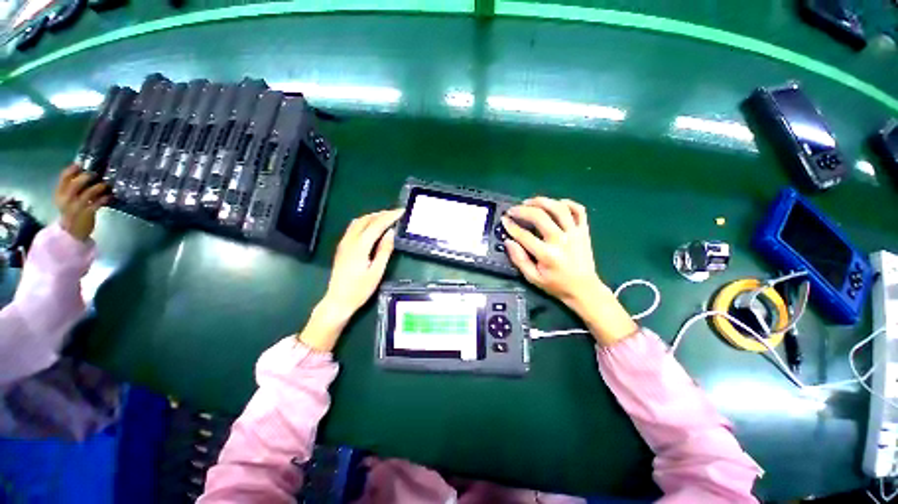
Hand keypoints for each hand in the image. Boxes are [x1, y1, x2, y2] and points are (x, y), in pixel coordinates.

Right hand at [53, 165, 108, 241]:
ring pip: (87, 194)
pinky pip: (96, 204)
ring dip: (97, 187)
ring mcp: (76, 207)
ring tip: (105, 184)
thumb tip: (87, 172)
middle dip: (85, 177)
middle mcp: (66, 199)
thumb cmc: (72, 211)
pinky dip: (104, 199)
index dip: (71, 170)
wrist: (72, 232)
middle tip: (95, 173)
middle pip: (74, 185)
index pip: (63, 178)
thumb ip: (74, 188)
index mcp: (59, 194)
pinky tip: (110, 196)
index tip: (80, 164)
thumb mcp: (68, 198)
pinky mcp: (86, 214)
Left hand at [298, 209, 402, 351]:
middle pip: (366, 219)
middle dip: (382, 214)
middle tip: (396, 214)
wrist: (337, 301)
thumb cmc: (360, 290)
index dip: (390, 216)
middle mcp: (350, 240)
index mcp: (360, 246)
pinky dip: (365, 222)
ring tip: (386, 218)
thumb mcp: (377, 272)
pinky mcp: (342, 247)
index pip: (376, 224)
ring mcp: (344, 243)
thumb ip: (384, 251)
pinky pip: (353, 227)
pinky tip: (372, 227)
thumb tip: (391, 233)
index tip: (402, 212)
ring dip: (373, 216)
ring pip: (358, 221)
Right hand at [502, 197, 601, 305]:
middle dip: (522, 210)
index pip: (524, 235)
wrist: (584, 289)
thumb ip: (519, 259)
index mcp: (547, 254)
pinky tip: (555, 204)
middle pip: (540, 216)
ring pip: (558, 208)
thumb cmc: (556, 285)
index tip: (504, 220)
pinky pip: (578, 210)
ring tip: (529, 202)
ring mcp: (575, 233)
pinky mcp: (584, 231)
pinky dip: (567, 203)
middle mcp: (561, 240)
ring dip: (542, 201)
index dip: (511, 226)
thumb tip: (508, 242)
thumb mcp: (533, 277)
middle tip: (513, 210)